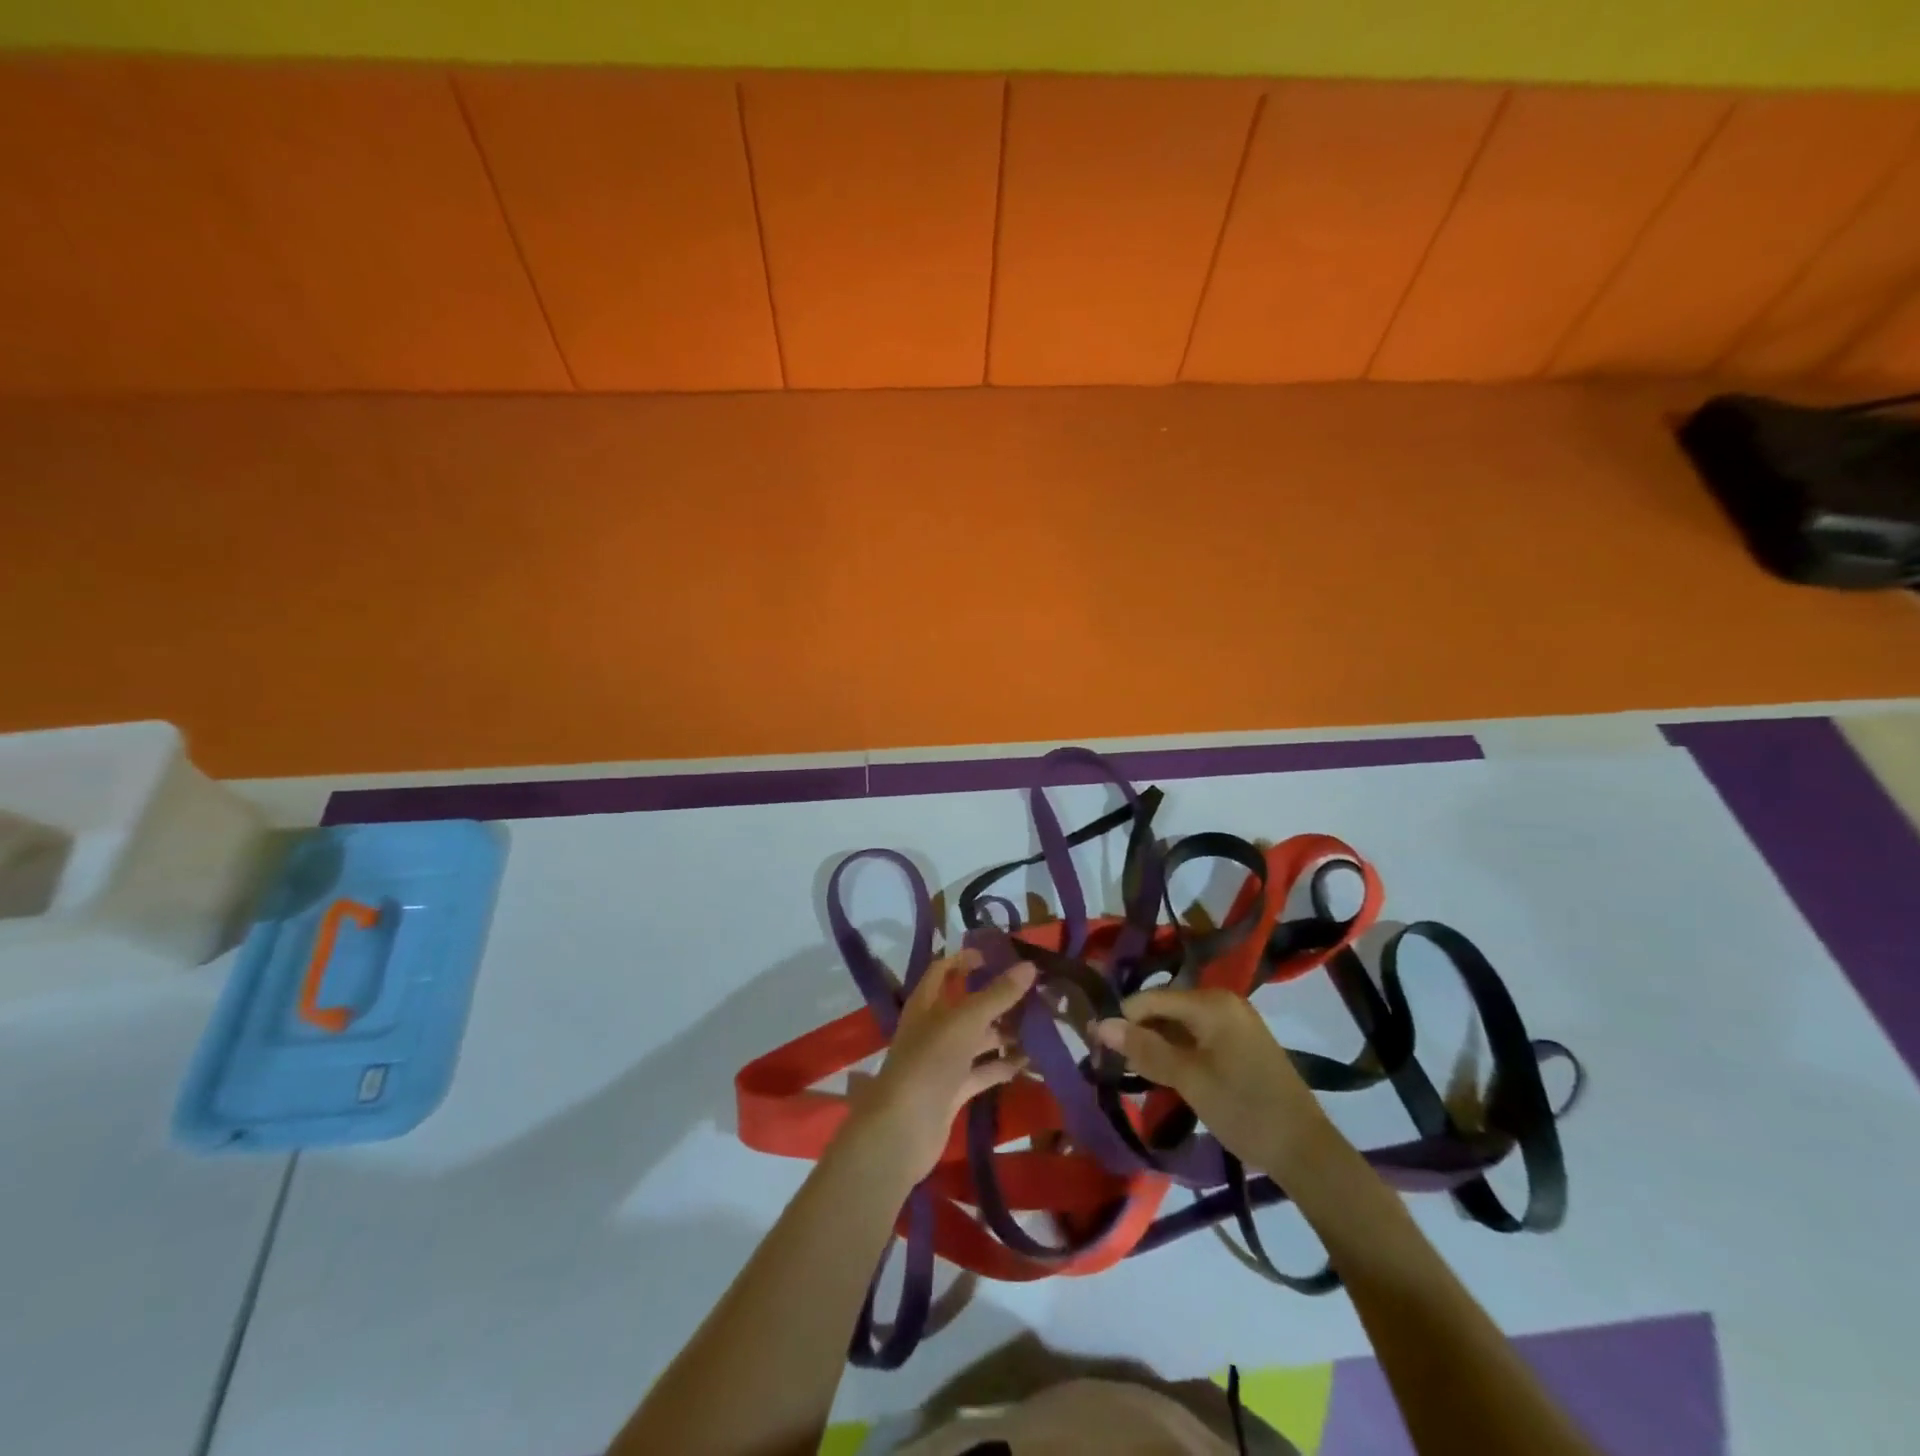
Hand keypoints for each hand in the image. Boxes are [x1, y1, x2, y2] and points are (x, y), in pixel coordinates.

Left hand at [845, 949, 1035, 1183]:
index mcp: (926, 1002)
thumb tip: (1029, 966)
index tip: (997, 956)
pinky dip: (1002, 1064)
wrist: (903, 1128)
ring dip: (1004, 1032)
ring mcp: (942, 1060)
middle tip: (1033, 992)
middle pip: (966, 1005)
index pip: (944, 970)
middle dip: (996, 998)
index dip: (966, 959)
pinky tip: (1030, 1061)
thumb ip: (998, 994)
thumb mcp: (966, 1020)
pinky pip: (982, 1071)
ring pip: (977, 1039)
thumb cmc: (930, 1061)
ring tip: (1040, 1025)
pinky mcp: (952, 1090)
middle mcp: (932, 1027)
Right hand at [1095, 988, 1333, 1175]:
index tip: (1095, 1046)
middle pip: (1164, 1009)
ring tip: (1131, 1072)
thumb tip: (1100, 1025)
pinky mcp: (1239, 1045)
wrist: (1305, 1151)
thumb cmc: (1243, 1108)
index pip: (1150, 998)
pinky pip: (1196, 1038)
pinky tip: (1161, 1075)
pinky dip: (1176, 1053)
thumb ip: (1144, 1049)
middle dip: (1137, 1033)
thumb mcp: (1188, 1079)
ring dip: (1155, 1046)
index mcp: (1211, 1002)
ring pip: (1178, 1026)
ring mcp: (1234, 1023)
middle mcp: (1222, 1002)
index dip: (1121, 1019)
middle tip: (1110, 1063)